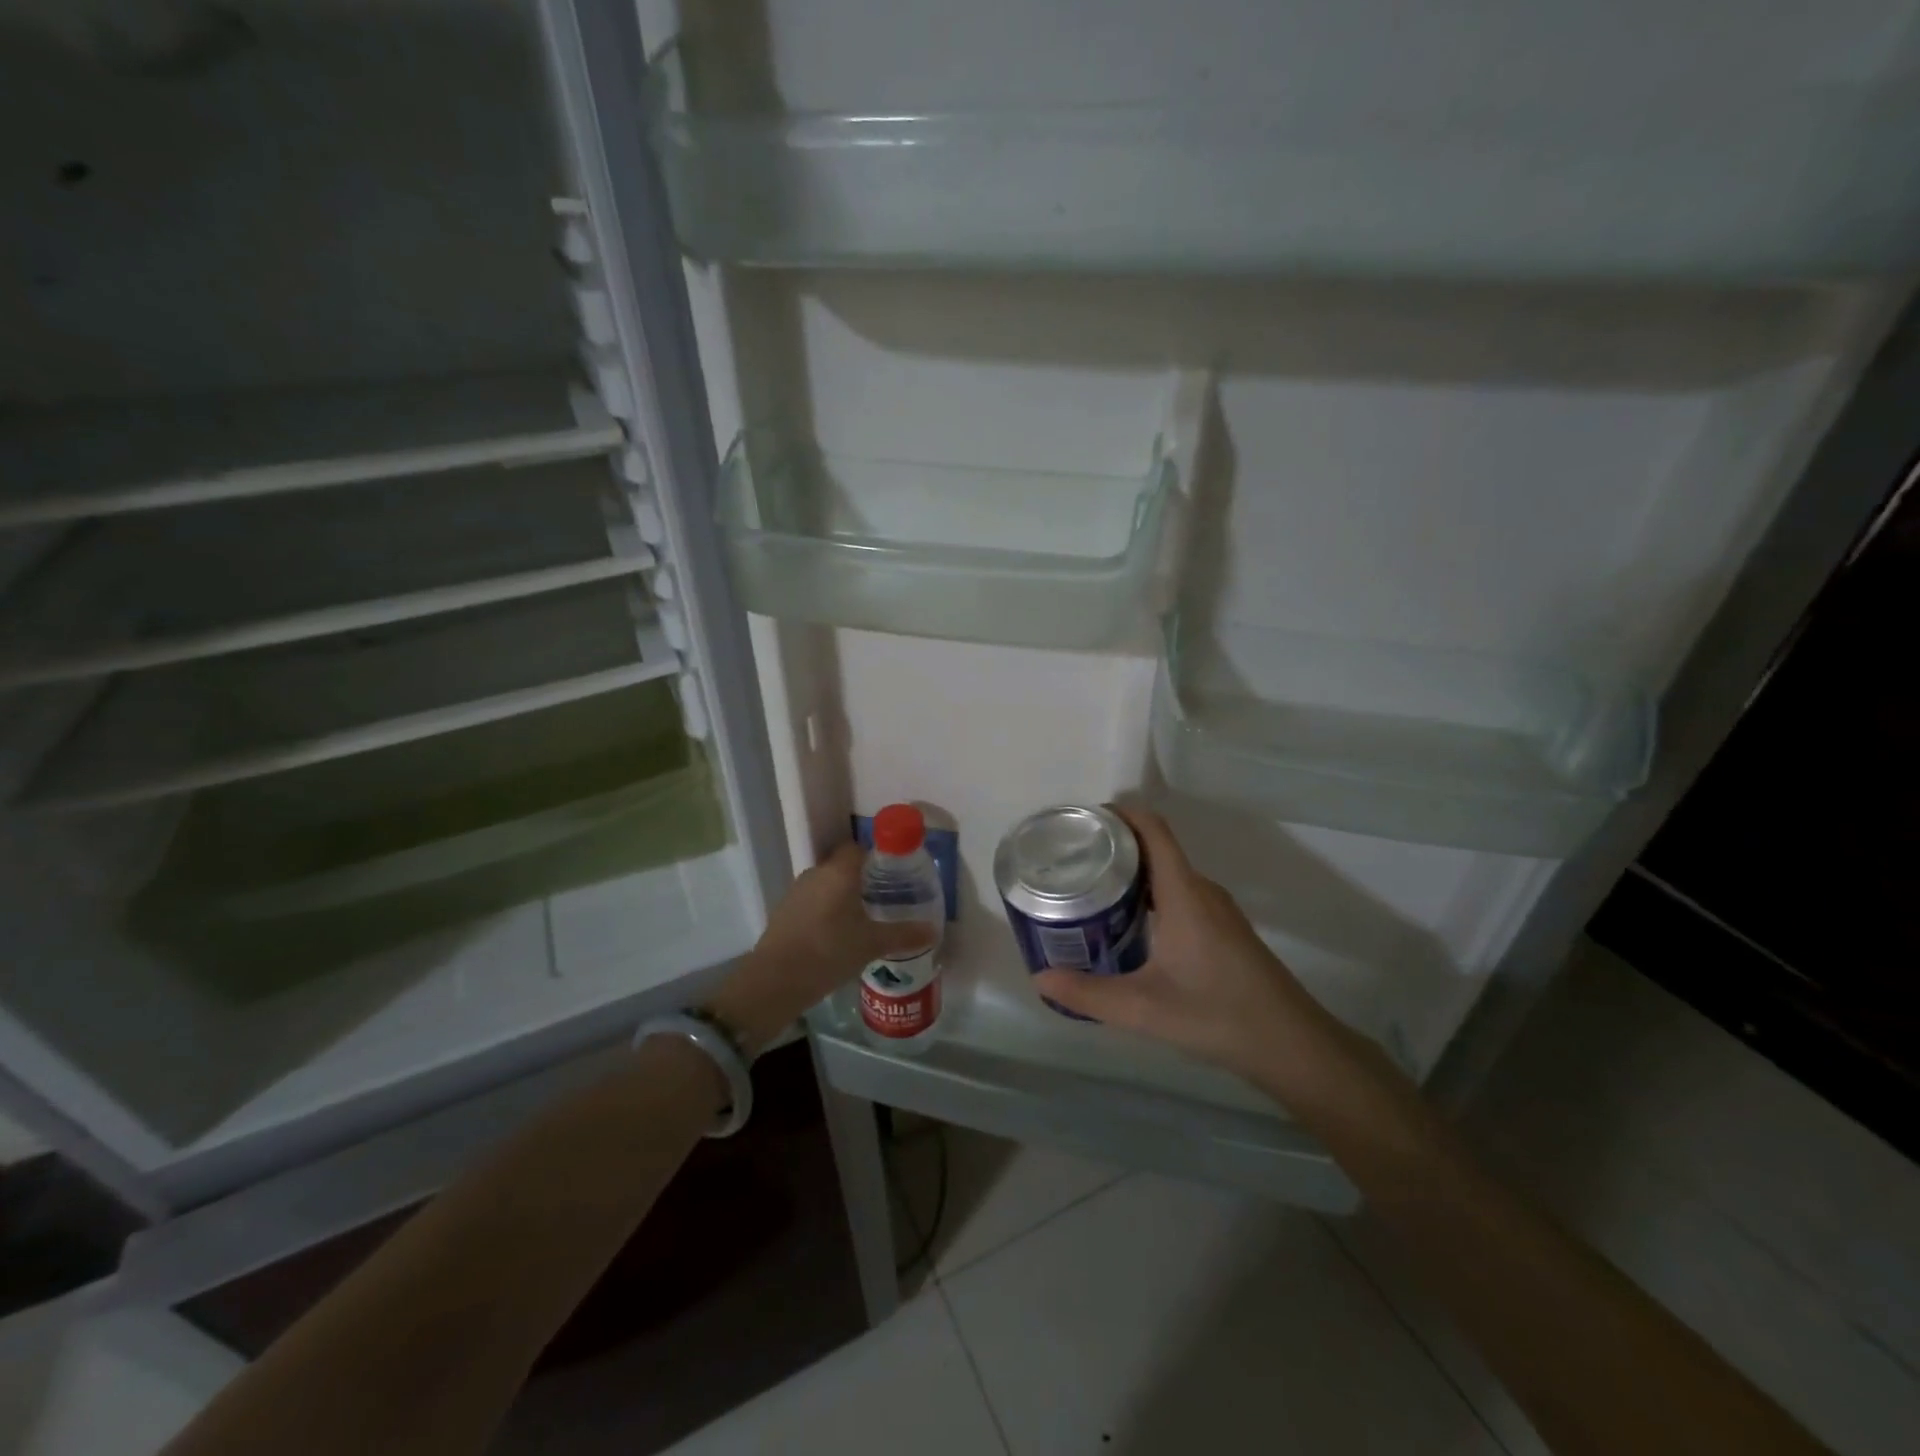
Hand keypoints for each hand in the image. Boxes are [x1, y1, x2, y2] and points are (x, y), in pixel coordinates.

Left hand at [707, 842, 934, 1053]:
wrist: (775, 981)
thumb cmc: (829, 952)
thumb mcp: (872, 944)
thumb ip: (903, 935)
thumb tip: (934, 931)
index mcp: (839, 872)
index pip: (858, 848)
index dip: (875, 857)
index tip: (892, 874)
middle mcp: (816, 873)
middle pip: (842, 866)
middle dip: (861, 879)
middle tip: (883, 900)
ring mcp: (796, 892)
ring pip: (825, 885)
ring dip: (841, 897)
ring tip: (862, 920)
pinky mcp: (783, 912)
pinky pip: (811, 903)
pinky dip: (824, 912)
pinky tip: (836, 936)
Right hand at [1032, 806, 1342, 1084]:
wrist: (1293, 1046)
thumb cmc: (1218, 1015)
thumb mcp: (1144, 1009)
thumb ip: (1089, 994)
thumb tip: (1040, 979)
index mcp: (1184, 893)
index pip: (1153, 830)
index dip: (1120, 814)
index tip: (1082, 820)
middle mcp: (1202, 891)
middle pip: (1157, 848)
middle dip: (1115, 846)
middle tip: (1072, 860)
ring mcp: (1217, 910)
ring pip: (1169, 873)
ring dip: (1133, 872)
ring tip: (1091, 888)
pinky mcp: (1224, 930)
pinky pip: (1180, 893)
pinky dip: (1150, 894)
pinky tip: (1129, 924)